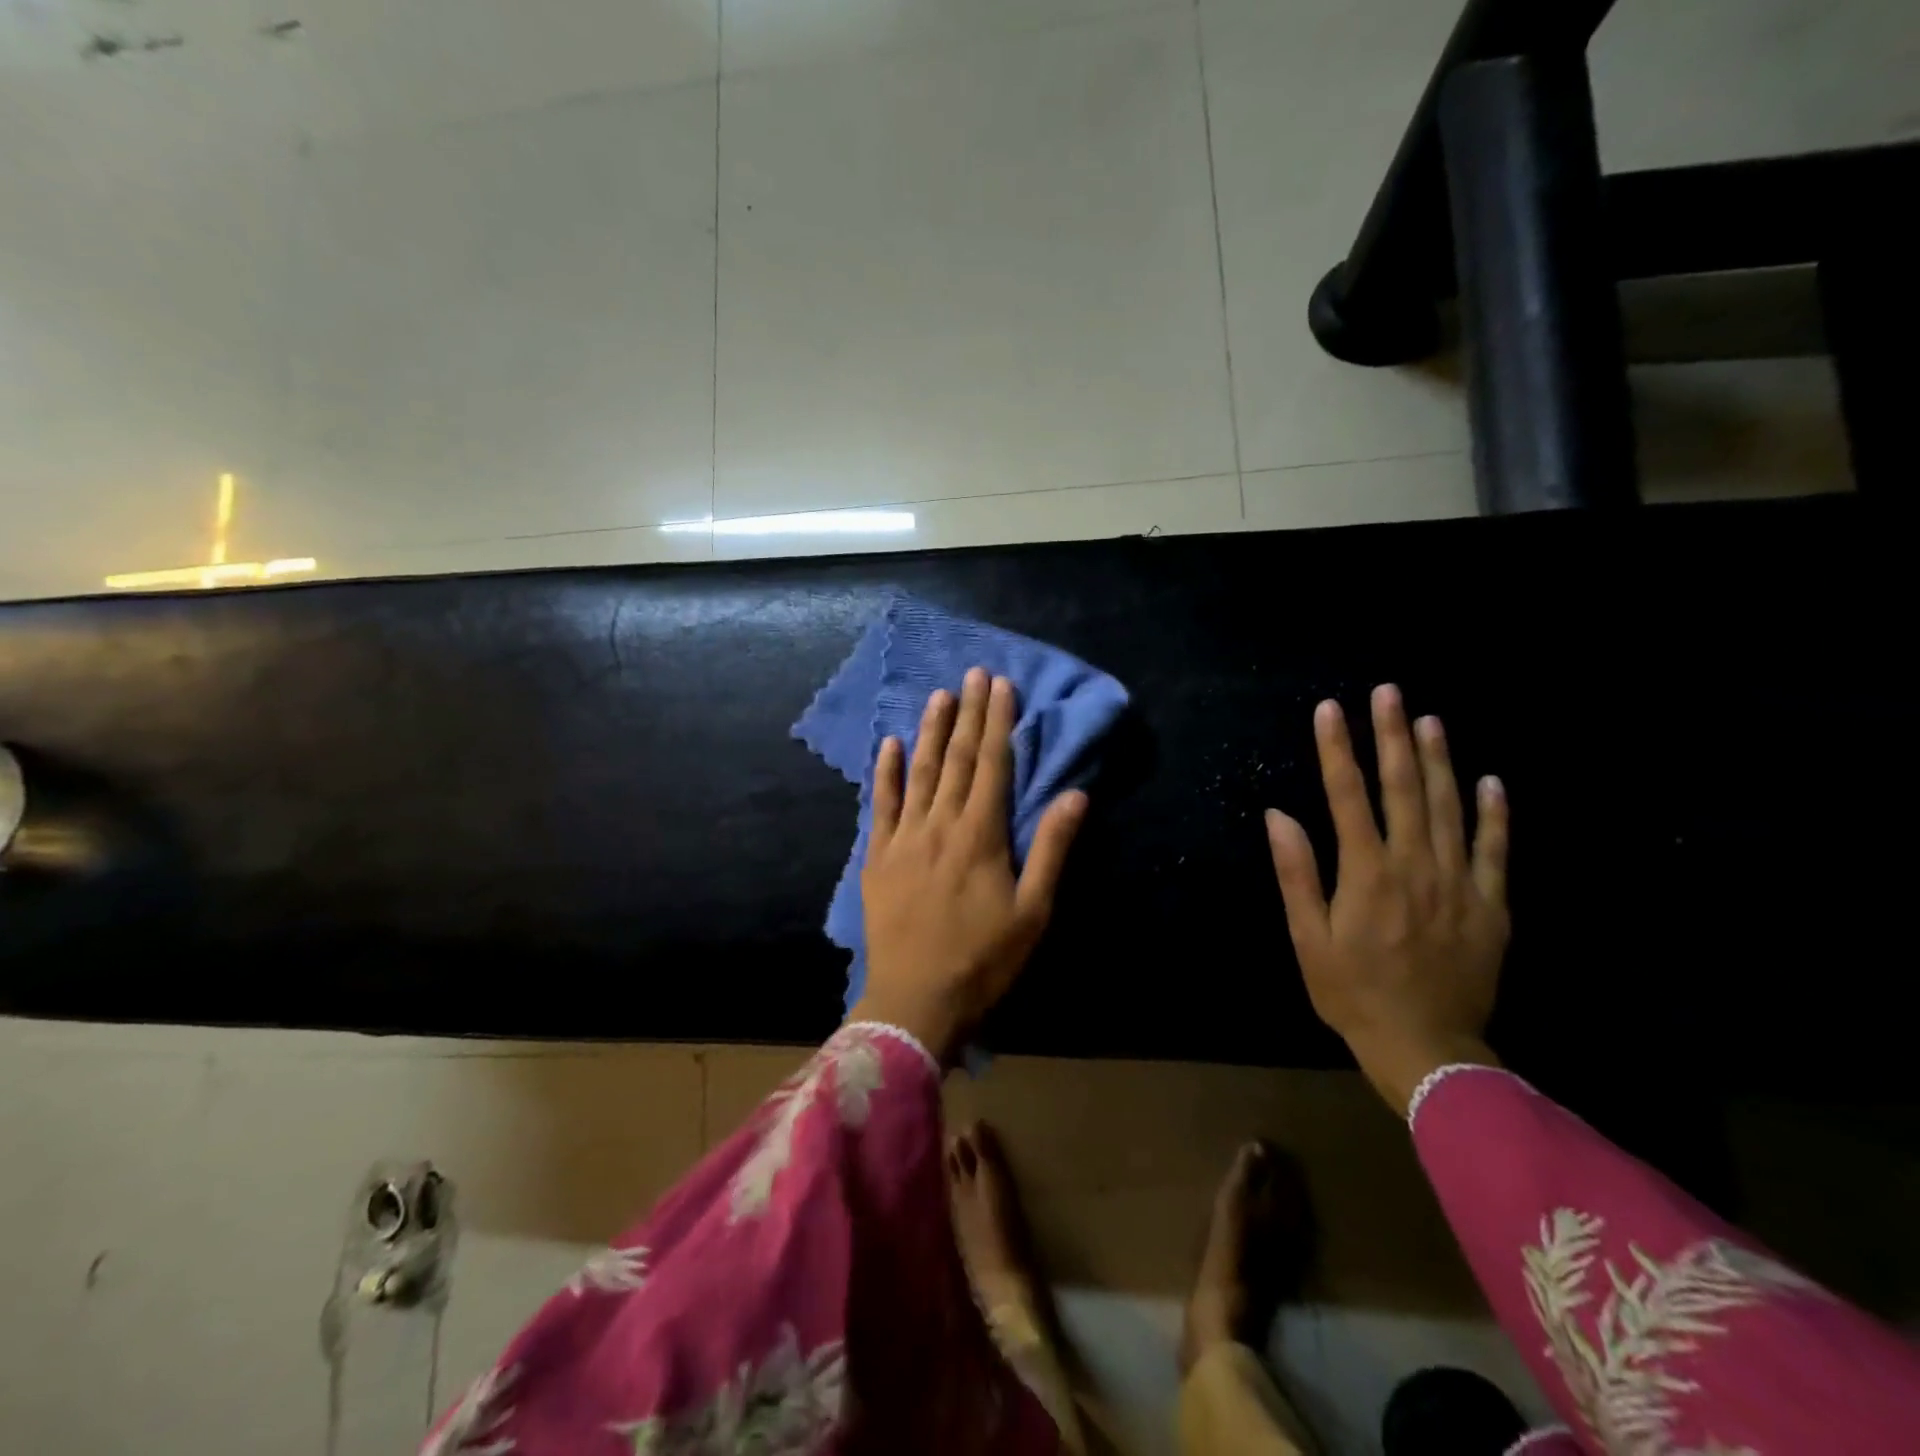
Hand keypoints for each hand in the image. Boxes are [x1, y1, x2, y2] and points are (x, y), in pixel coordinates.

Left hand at [852, 667, 1087, 1064]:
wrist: (916, 1000)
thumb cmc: (984, 960)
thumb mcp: (1033, 912)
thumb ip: (1051, 849)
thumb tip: (1074, 795)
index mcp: (980, 835)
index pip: (991, 765)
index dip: (997, 723)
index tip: (1001, 686)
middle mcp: (940, 824)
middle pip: (956, 759)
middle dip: (968, 714)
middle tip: (974, 674)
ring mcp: (903, 838)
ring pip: (919, 772)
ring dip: (930, 731)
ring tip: (939, 696)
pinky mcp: (877, 856)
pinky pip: (881, 805)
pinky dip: (886, 772)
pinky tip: (890, 744)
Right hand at [1264, 685, 1510, 1111]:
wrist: (1427, 1048)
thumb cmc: (1352, 992)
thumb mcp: (1308, 939)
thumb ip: (1296, 874)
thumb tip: (1279, 816)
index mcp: (1367, 873)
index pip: (1348, 795)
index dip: (1337, 749)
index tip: (1330, 709)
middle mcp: (1415, 865)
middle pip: (1404, 788)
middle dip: (1392, 736)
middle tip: (1388, 692)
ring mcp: (1459, 882)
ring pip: (1449, 807)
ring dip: (1439, 760)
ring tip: (1429, 720)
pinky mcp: (1491, 905)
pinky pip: (1495, 849)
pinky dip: (1493, 813)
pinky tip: (1490, 781)